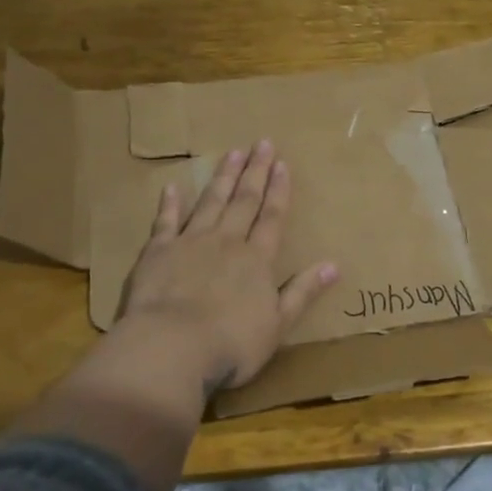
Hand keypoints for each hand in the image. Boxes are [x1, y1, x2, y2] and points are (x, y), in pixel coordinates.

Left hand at [117, 139, 337, 394]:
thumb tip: (334, 265)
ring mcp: (190, 243)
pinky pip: (166, 221)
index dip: (279, 190)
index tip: (282, 163)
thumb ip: (303, 292)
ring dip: (222, 177)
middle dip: (255, 171)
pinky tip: (173, 187)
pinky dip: (170, 204)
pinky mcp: (157, 253)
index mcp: (257, 260)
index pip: (272, 217)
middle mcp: (226, 242)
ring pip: (210, 202)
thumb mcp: (278, 324)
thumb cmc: (231, 344)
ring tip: (232, 153)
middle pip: (244, 201)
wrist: (171, 347)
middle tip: (261, 143)